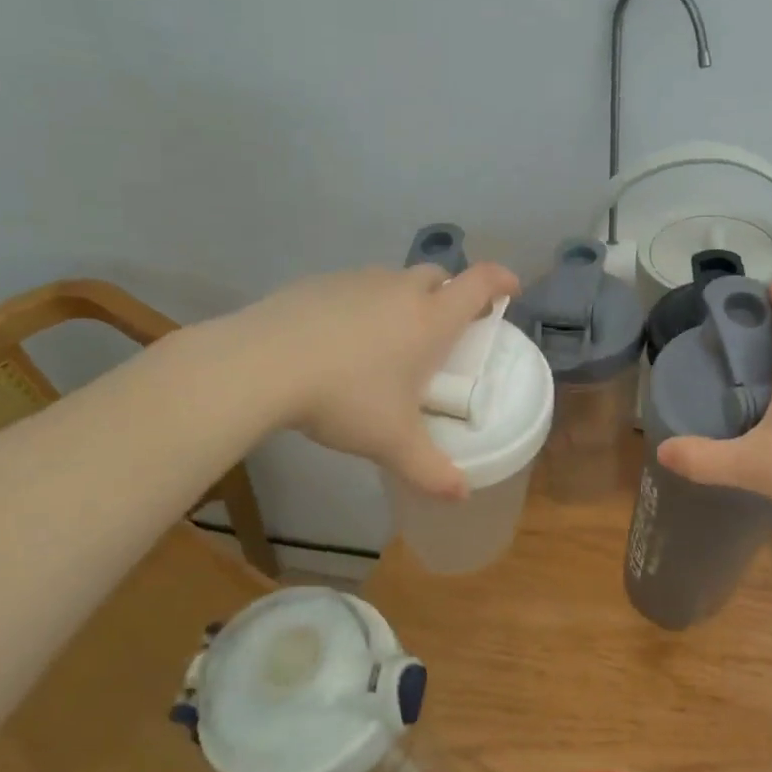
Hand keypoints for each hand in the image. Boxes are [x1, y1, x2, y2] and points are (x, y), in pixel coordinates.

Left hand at [214, 262, 518, 498]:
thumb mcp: (392, 443)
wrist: (260, 365)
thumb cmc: (345, 398)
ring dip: (405, 299)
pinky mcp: (318, 284)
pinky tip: (340, 341)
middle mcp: (400, 291)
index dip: (502, 281)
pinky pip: (355, 288)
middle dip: (451, 294)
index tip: (511, 292)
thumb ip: (431, 470)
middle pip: (439, 275)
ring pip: (394, 280)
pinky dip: (362, 306)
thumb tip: (462, 496)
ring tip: (390, 340)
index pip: (481, 282)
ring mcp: (357, 282)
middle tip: (446, 329)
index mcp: (431, 319)